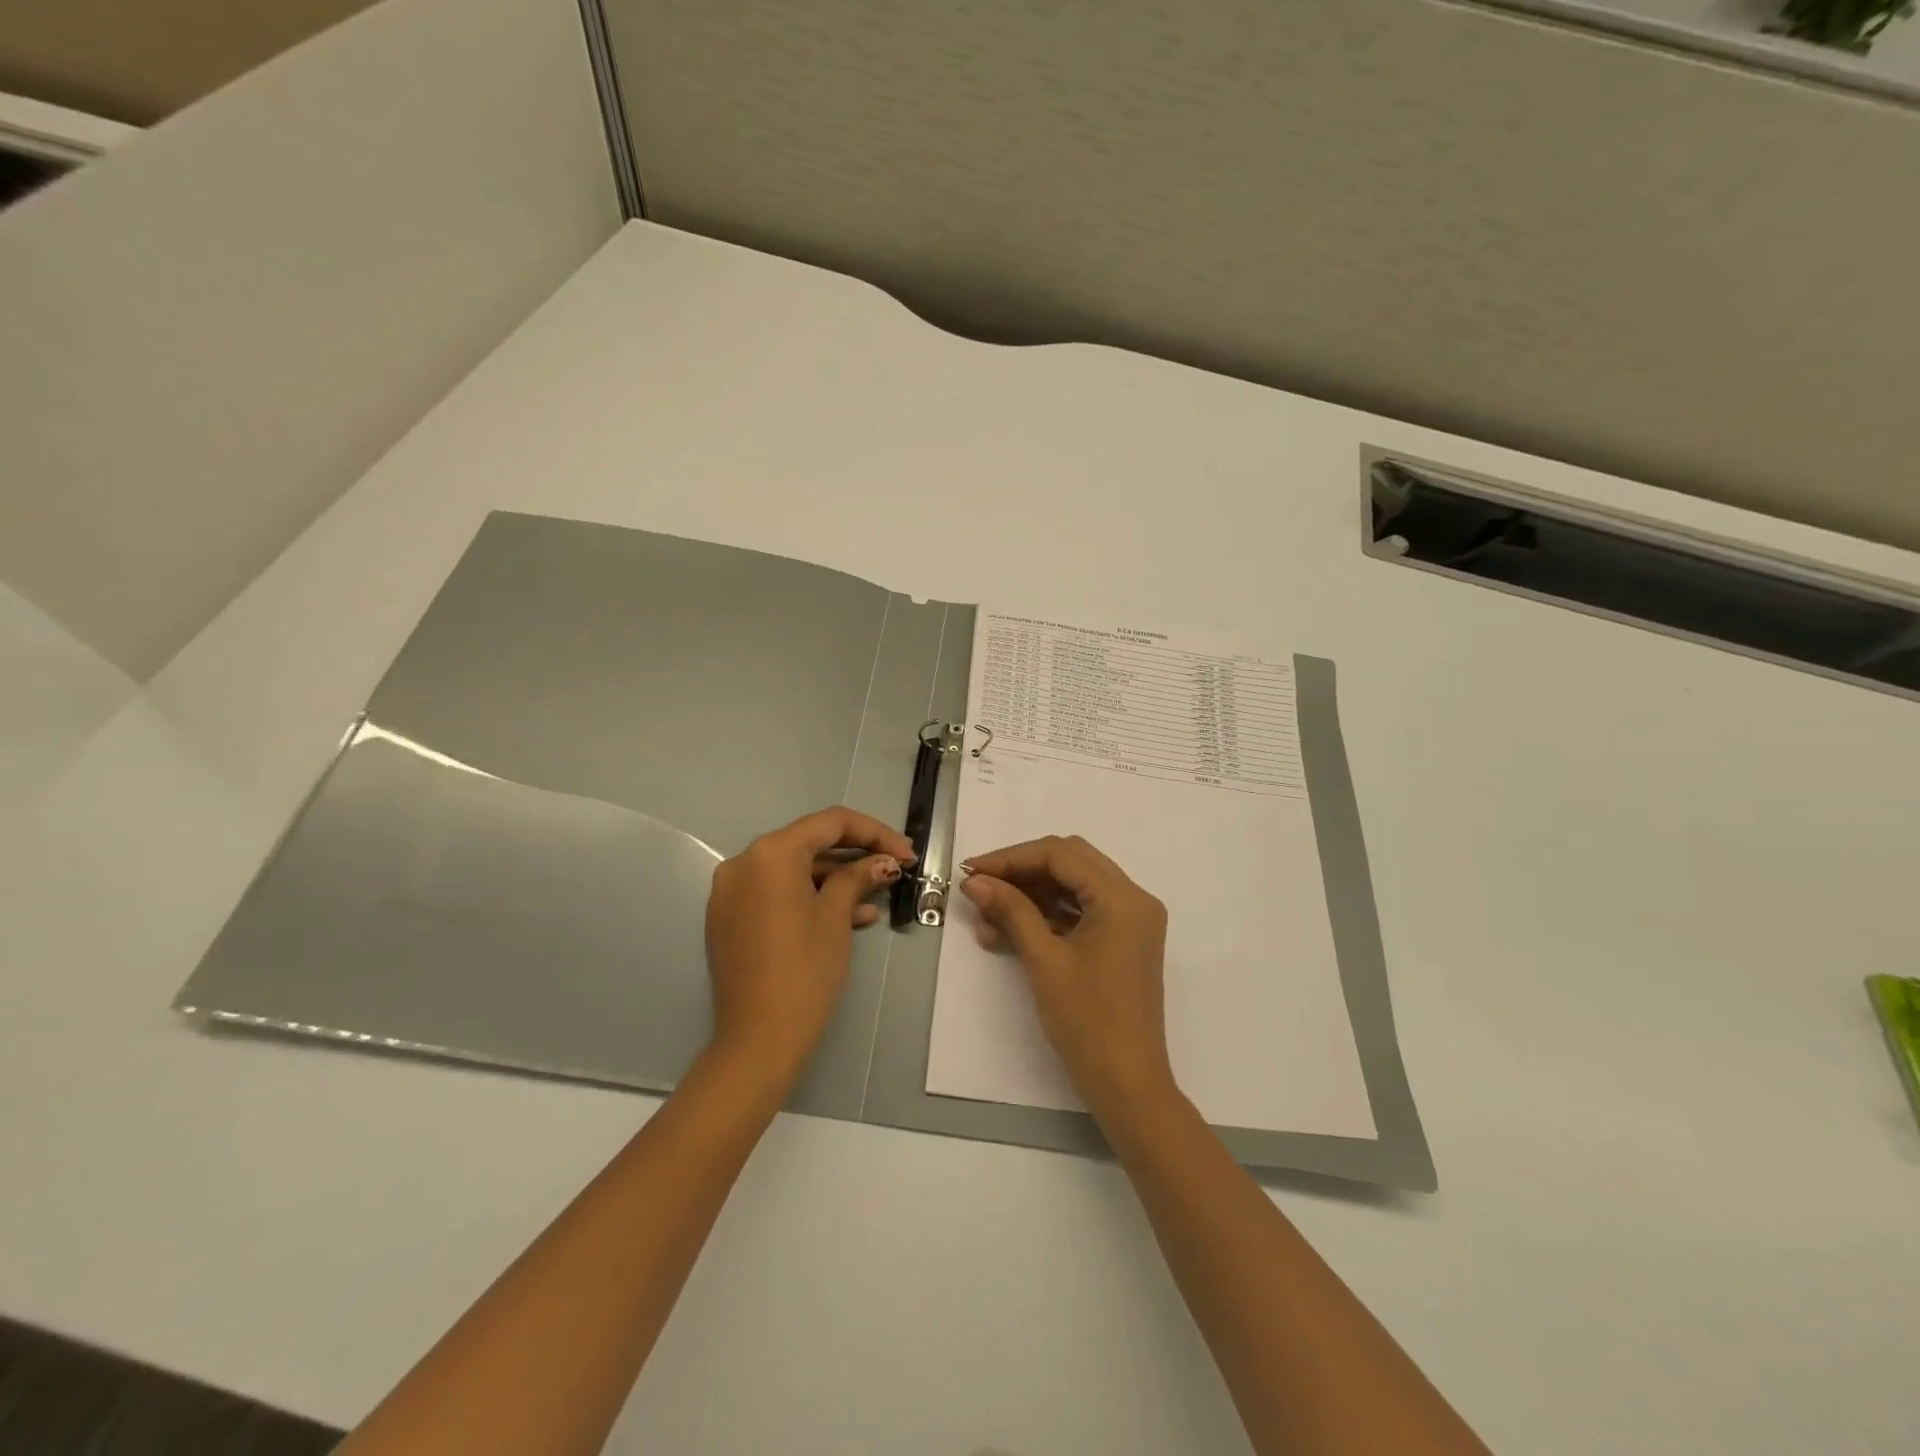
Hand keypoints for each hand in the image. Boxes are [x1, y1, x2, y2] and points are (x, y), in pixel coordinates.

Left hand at [705, 807, 911, 1083]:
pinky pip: (777, 894)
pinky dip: (811, 898)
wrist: (758, 1039)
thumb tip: (884, 862)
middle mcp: (744, 863)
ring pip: (794, 871)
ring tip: (879, 896)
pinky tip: (853, 917)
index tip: (906, 852)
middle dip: (856, 854)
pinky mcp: (730, 919)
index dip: (874, 833)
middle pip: (810, 844)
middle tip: (895, 866)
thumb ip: (858, 878)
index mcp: (770, 853)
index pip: (830, 823)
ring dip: (837, 879)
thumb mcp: (836, 917)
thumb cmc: (804, 970)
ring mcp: (732, 892)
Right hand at [960, 835, 1176, 1121]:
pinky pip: (1081, 912)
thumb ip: (1011, 911)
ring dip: (1030, 895)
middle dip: (1020, 872)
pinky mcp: (1122, 941)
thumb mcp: (1044, 960)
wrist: (1127, 1085)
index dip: (1011, 858)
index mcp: (1123, 898)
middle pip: (1069, 863)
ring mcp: (1130, 921)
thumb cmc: (1087, 1021)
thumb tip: (976, 881)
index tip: (972, 872)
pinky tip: (1008, 932)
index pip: (1061, 854)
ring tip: (986, 918)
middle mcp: (1133, 899)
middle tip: (980, 888)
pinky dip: (1046, 916)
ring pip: (1073, 887)